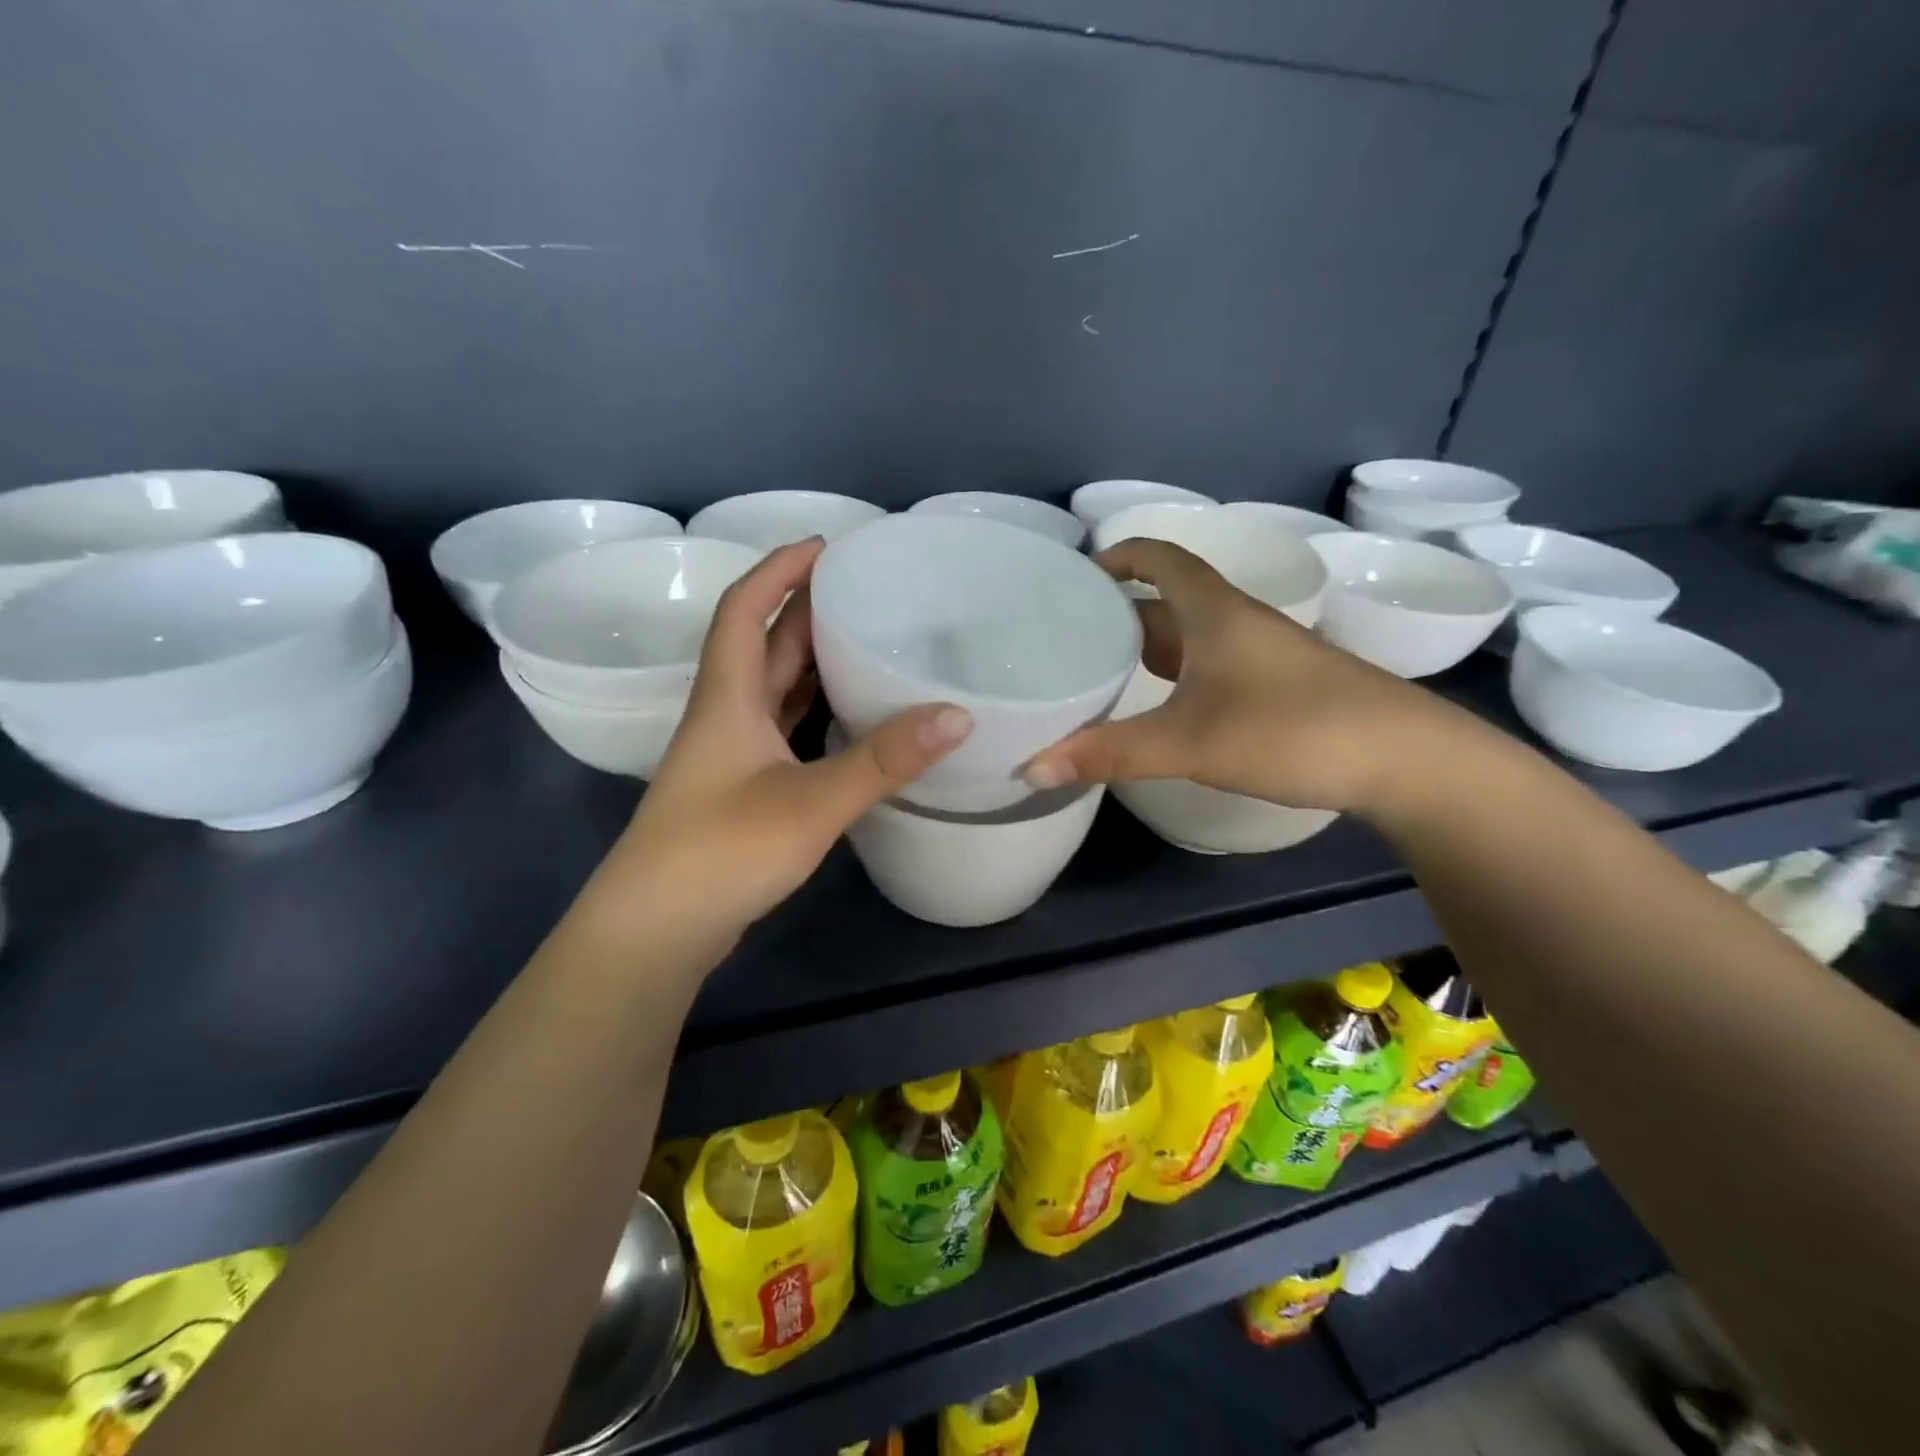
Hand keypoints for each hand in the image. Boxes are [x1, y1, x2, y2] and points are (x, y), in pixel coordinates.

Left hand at [595, 538, 972, 939]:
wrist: (656, 930)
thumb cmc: (721, 852)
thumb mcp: (810, 803)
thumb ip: (883, 760)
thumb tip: (958, 715)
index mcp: (728, 697)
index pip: (745, 609)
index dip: (779, 569)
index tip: (826, 546)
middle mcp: (727, 715)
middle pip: (764, 644)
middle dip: (806, 609)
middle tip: (865, 591)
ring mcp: (733, 755)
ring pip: (775, 688)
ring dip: (813, 660)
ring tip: (868, 640)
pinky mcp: (744, 788)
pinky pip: (785, 728)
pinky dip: (816, 710)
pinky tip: (853, 716)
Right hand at [1023, 538, 1477, 815]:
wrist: (1406, 760)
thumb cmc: (1292, 728)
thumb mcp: (1190, 741)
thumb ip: (1109, 754)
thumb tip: (1031, 768)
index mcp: (1213, 611)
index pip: (1158, 558)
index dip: (1116, 557)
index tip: (1074, 578)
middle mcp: (1234, 622)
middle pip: (1164, 602)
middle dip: (1116, 614)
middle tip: (1065, 640)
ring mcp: (1258, 656)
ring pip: (1187, 639)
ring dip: (1144, 650)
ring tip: (1095, 674)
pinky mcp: (1274, 688)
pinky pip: (1207, 668)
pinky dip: (1172, 678)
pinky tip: (1154, 709)